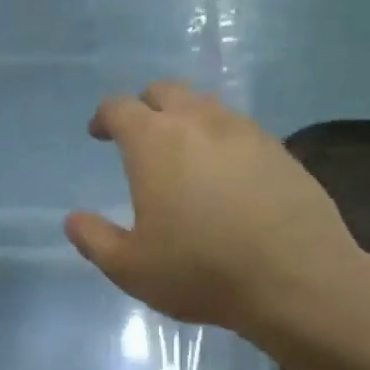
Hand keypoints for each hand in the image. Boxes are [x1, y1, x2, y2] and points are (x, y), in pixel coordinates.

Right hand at [66, 83, 369, 343]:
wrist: (295, 278)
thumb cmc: (202, 271)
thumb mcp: (131, 267)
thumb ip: (95, 239)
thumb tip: (74, 219)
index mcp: (155, 142)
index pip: (120, 107)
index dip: (104, 117)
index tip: (99, 134)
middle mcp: (199, 122)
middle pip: (165, 91)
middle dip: (145, 106)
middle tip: (140, 136)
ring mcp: (245, 131)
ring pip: (206, 105)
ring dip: (186, 118)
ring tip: (183, 153)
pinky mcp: (280, 149)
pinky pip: (240, 129)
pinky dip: (221, 138)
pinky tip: (226, 173)